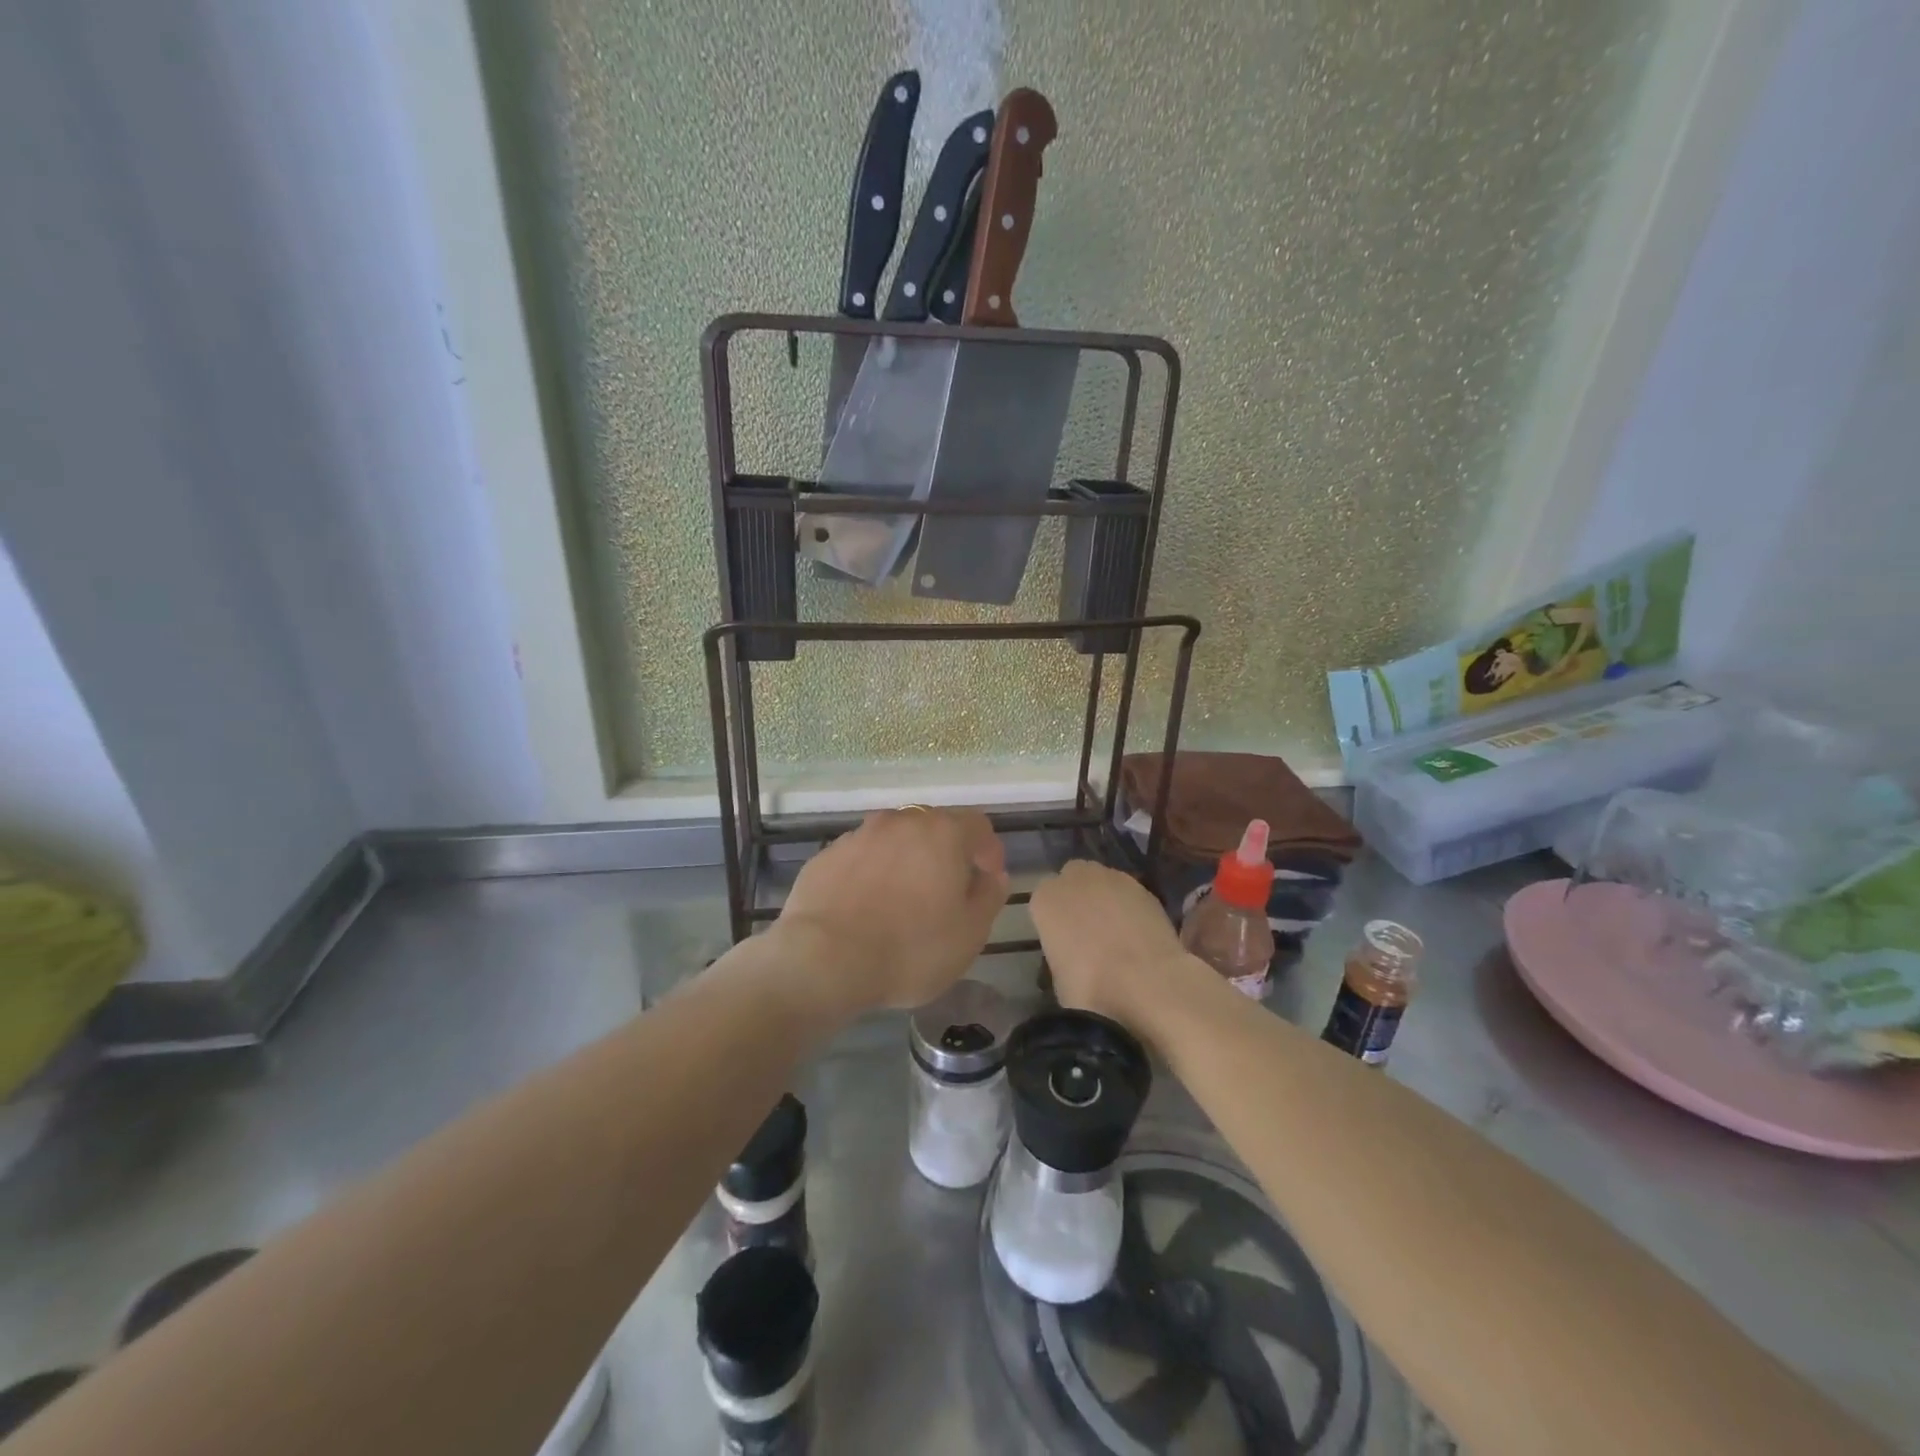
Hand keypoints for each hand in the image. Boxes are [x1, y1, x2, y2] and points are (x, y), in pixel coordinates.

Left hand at [774, 808, 1009, 1013]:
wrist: (823, 959)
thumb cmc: (909, 948)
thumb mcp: (969, 934)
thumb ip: (988, 897)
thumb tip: (991, 876)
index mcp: (942, 833)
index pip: (977, 825)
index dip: (988, 850)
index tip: (987, 878)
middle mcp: (901, 822)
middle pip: (933, 827)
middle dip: (945, 853)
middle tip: (946, 891)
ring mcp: (859, 835)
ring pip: (893, 840)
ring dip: (905, 860)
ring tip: (903, 900)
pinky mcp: (826, 855)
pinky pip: (861, 858)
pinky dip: (871, 873)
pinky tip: (866, 907)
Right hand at [1029, 860, 1191, 1027]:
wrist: (1146, 983)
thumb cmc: (1090, 987)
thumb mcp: (1059, 977)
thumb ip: (1062, 951)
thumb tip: (1074, 954)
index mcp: (1046, 899)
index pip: (1043, 898)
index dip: (1053, 918)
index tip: (1061, 940)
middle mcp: (1077, 879)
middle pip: (1073, 877)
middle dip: (1077, 896)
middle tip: (1086, 929)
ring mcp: (1113, 879)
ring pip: (1103, 881)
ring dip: (1105, 898)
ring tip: (1116, 933)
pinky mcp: (1145, 889)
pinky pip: (1130, 894)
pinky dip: (1131, 908)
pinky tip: (1138, 935)